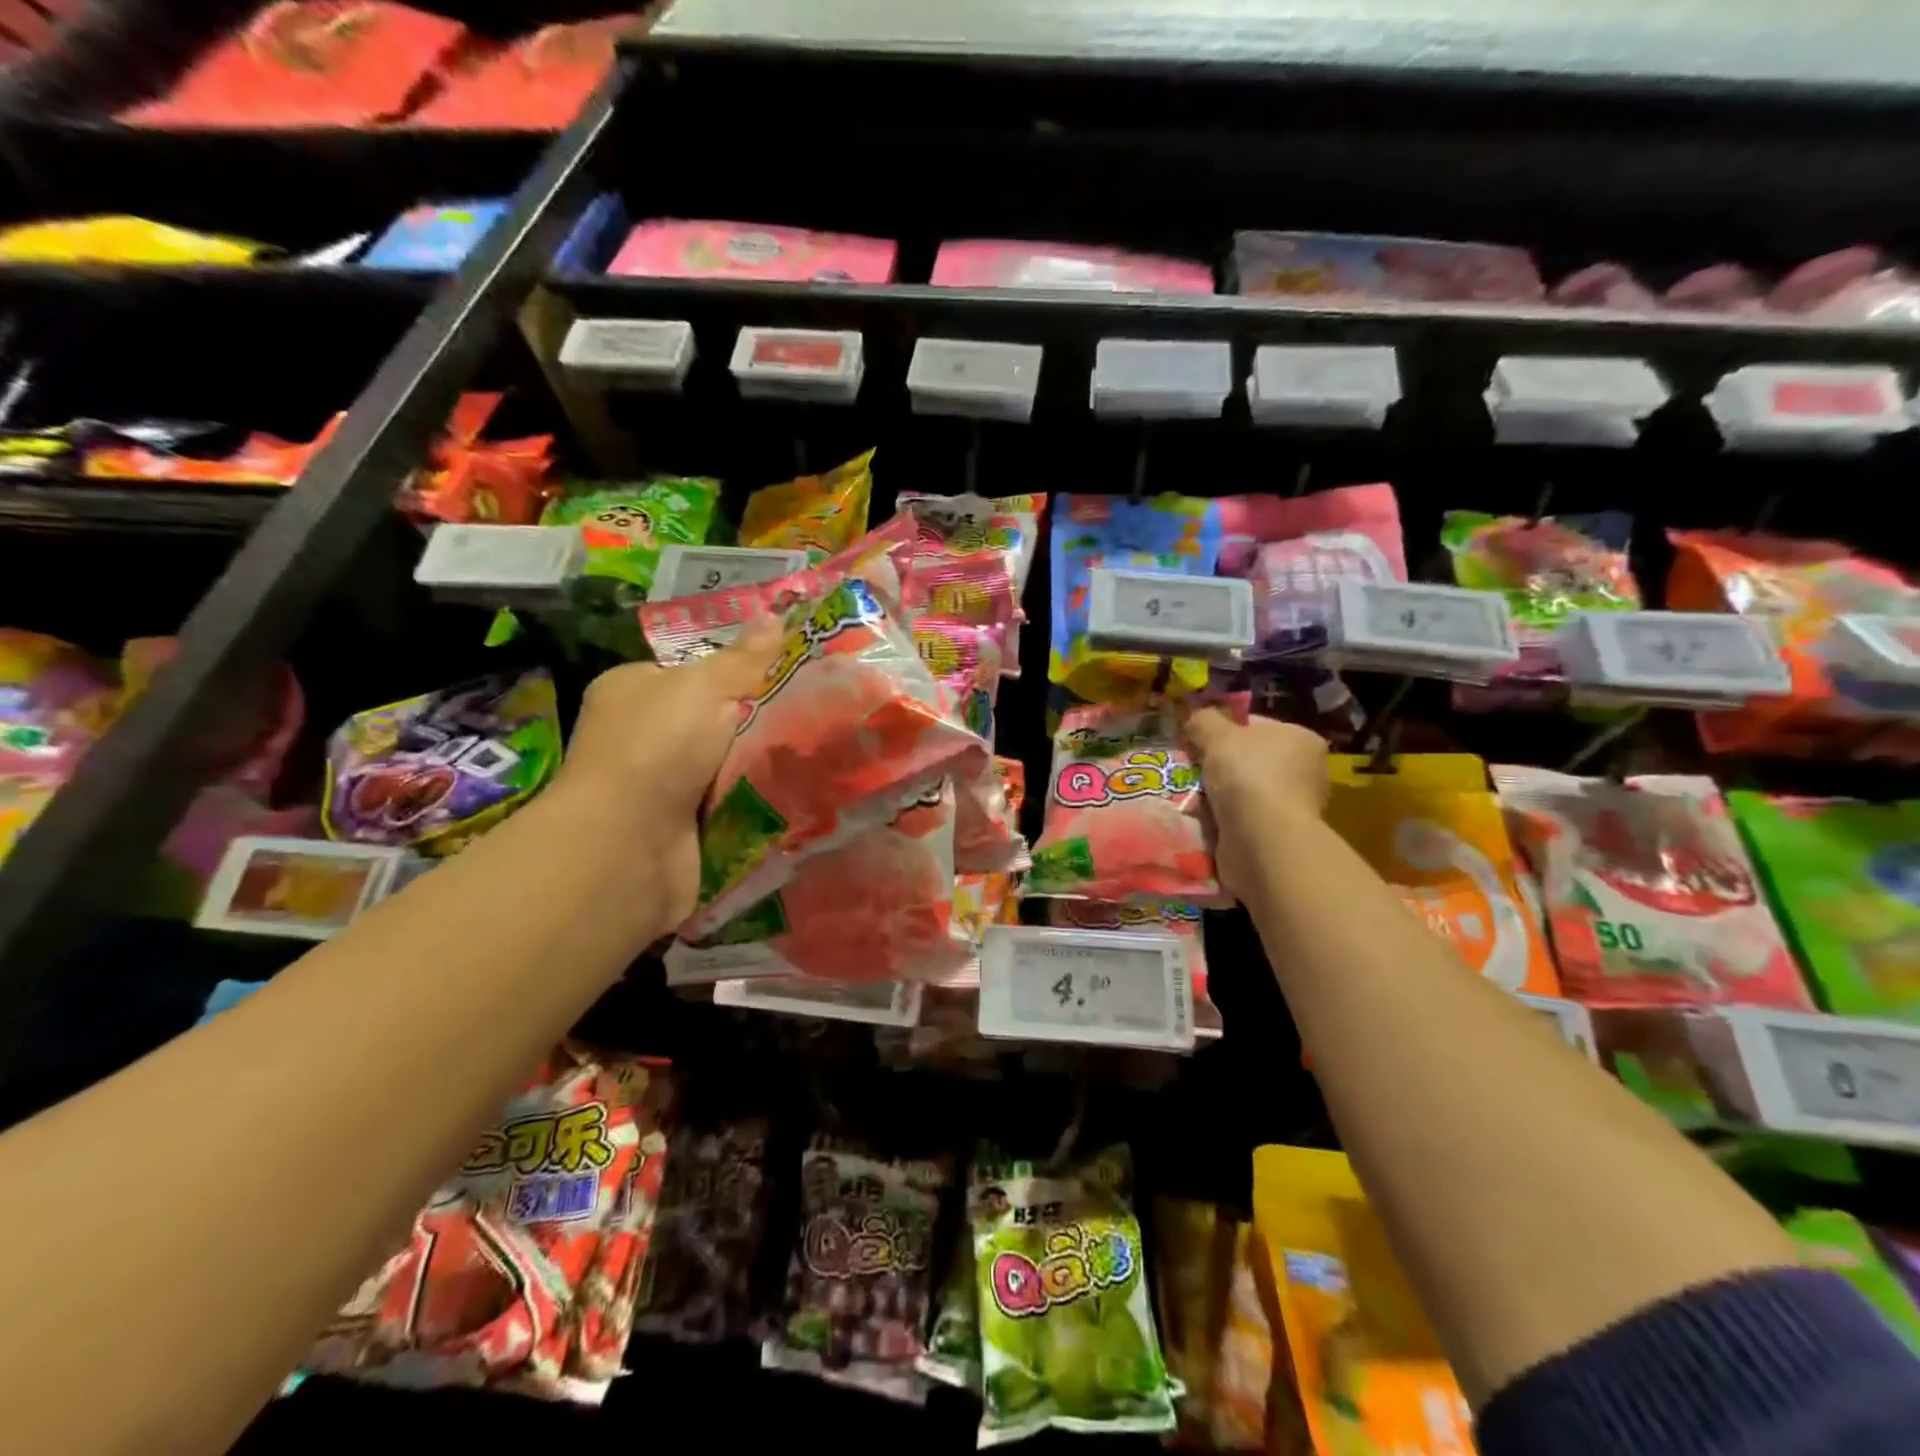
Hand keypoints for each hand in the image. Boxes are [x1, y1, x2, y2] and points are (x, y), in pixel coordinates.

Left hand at [554, 622, 782, 924]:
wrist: (629, 845)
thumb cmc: (656, 748)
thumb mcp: (703, 687)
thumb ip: (743, 658)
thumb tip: (776, 616)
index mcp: (633, 691)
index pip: (692, 672)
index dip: (737, 670)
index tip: (784, 671)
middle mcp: (642, 736)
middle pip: (715, 719)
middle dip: (757, 720)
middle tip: (811, 711)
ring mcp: (660, 785)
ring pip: (728, 764)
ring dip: (761, 763)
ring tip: (815, 750)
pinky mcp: (683, 826)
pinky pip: (731, 803)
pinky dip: (756, 800)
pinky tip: (795, 790)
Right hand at [1182, 708, 1329, 900]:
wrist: (1262, 840)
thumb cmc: (1247, 776)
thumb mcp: (1217, 735)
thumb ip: (1203, 721)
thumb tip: (1194, 720)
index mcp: (1301, 739)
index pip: (1255, 726)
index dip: (1223, 730)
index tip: (1197, 741)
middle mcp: (1306, 771)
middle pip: (1249, 759)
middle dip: (1219, 765)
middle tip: (1189, 768)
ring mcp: (1295, 806)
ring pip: (1243, 790)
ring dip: (1219, 794)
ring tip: (1191, 795)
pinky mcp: (1280, 835)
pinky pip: (1243, 818)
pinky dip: (1224, 819)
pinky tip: (1204, 818)